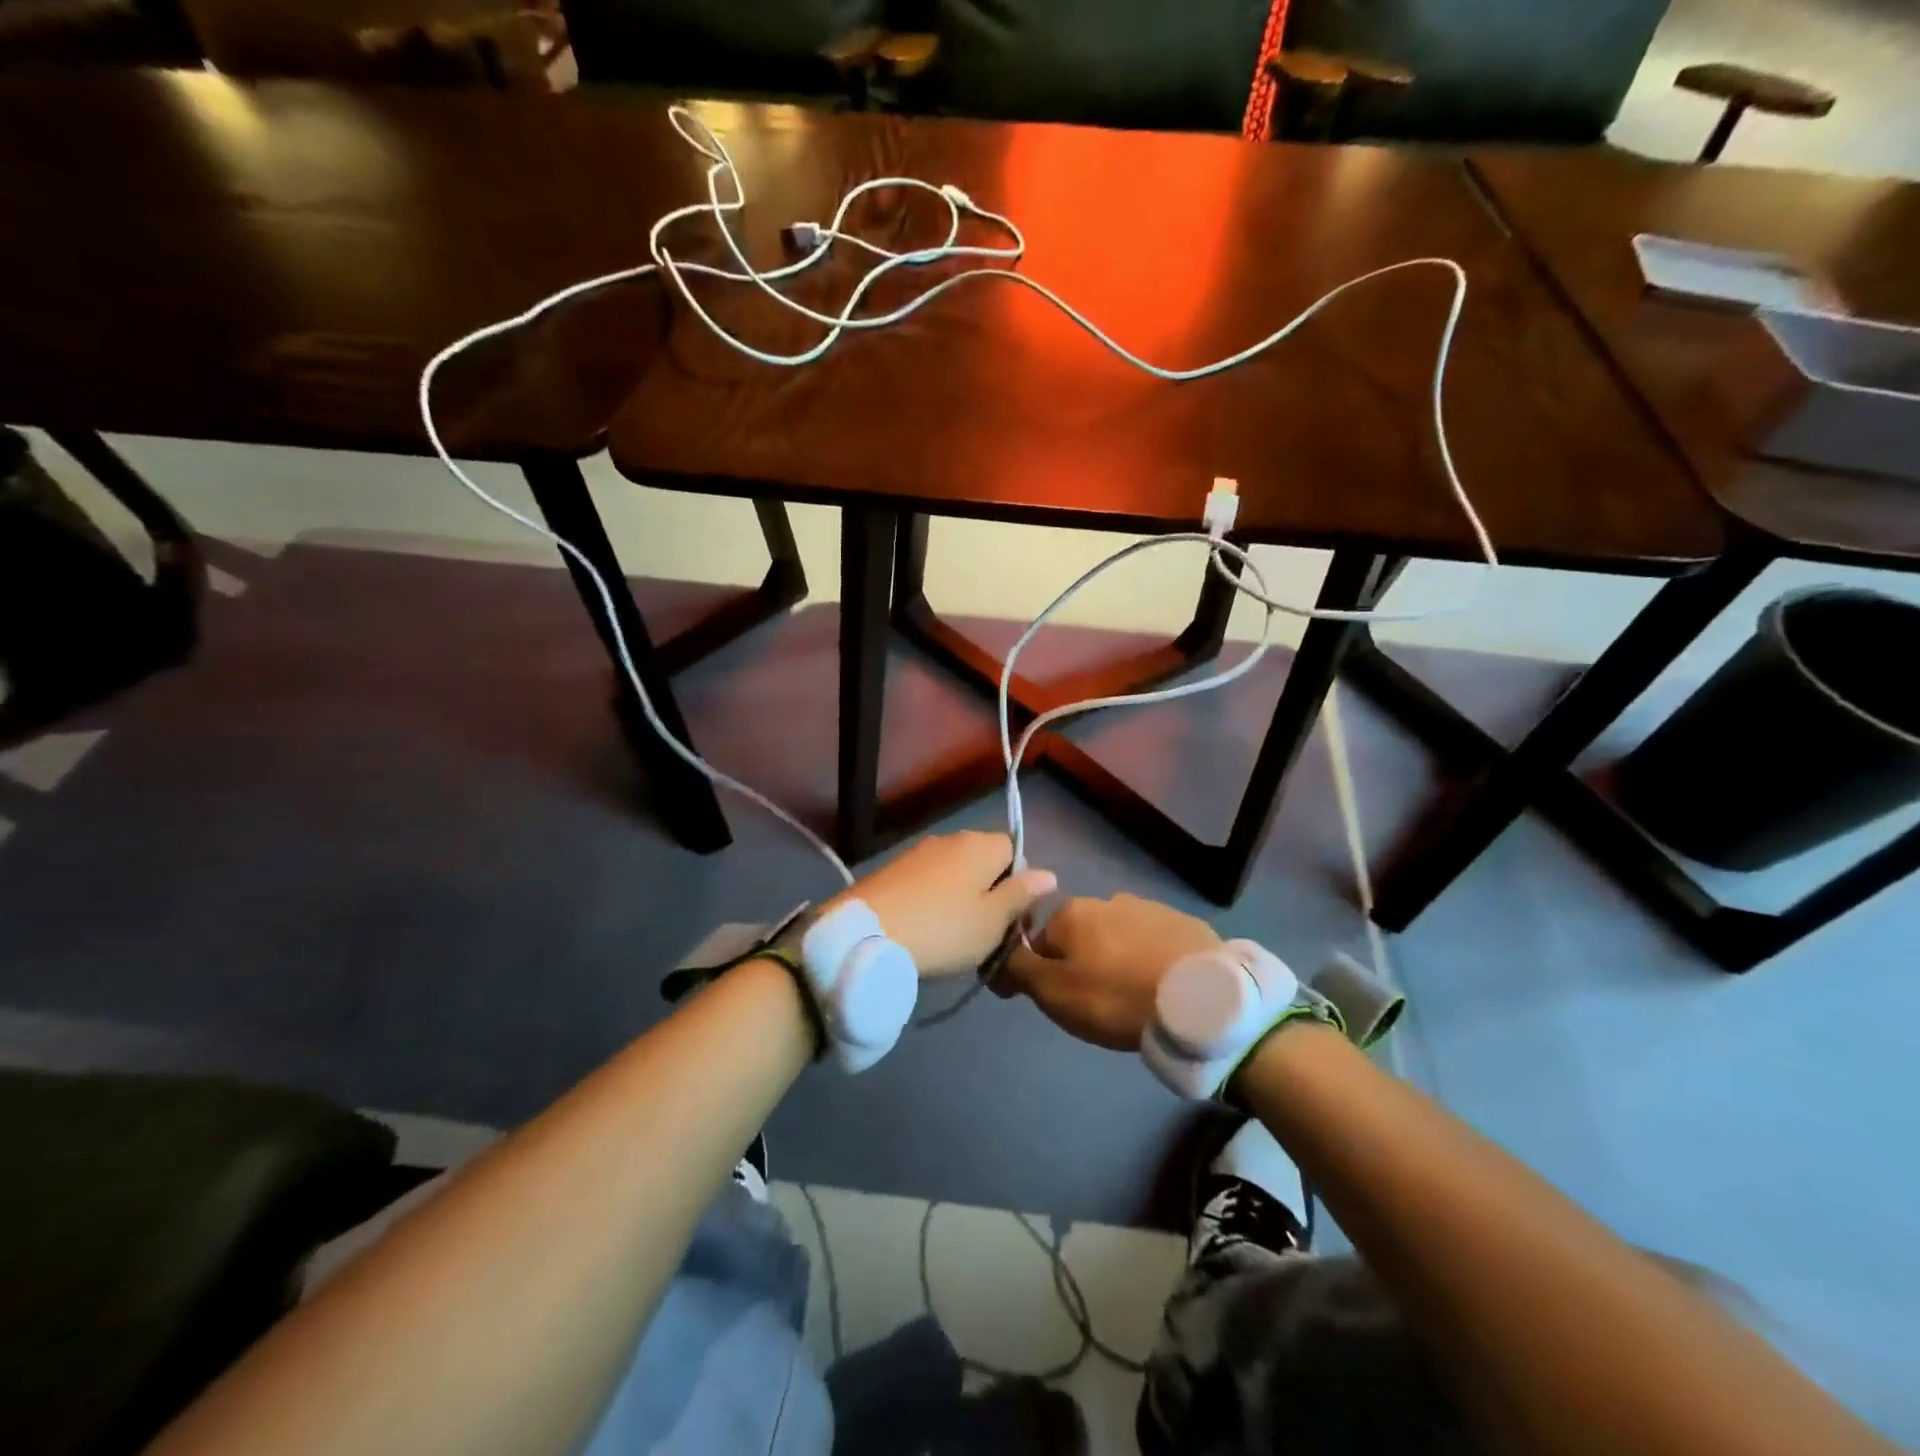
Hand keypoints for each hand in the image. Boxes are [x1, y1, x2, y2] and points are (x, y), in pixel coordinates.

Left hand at [835, 831, 1055, 978]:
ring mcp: (919, 851)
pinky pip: (928, 879)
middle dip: (990, 889)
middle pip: (985, 859)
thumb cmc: (943, 930)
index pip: (1016, 851)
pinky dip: (933, 897)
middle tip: (985, 931)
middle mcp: (952, 838)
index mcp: (982, 845)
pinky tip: (926, 925)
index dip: (1020, 883)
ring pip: (955, 870)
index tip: (1011, 919)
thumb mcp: (992, 921)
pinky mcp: (894, 868)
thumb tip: (1049, 873)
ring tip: (953, 933)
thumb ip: (1021, 894)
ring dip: (961, 894)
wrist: (866, 934)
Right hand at [1000, 893, 1219, 1050]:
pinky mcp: (1183, 923)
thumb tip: (996, 954)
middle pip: (1080, 935)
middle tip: (1097, 1003)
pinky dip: (1149, 959)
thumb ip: (1018, 969)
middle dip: (1082, 963)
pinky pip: (1153, 942)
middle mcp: (1107, 900)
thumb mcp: (1054, 992)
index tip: (1059, 1001)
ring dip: (1117, 959)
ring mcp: (1148, 908)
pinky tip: (1160, 986)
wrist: (1199, 999)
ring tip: (1131, 997)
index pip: (1039, 940)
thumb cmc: (1116, 996)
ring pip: (1117, 936)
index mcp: (1072, 913)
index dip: (1043, 972)